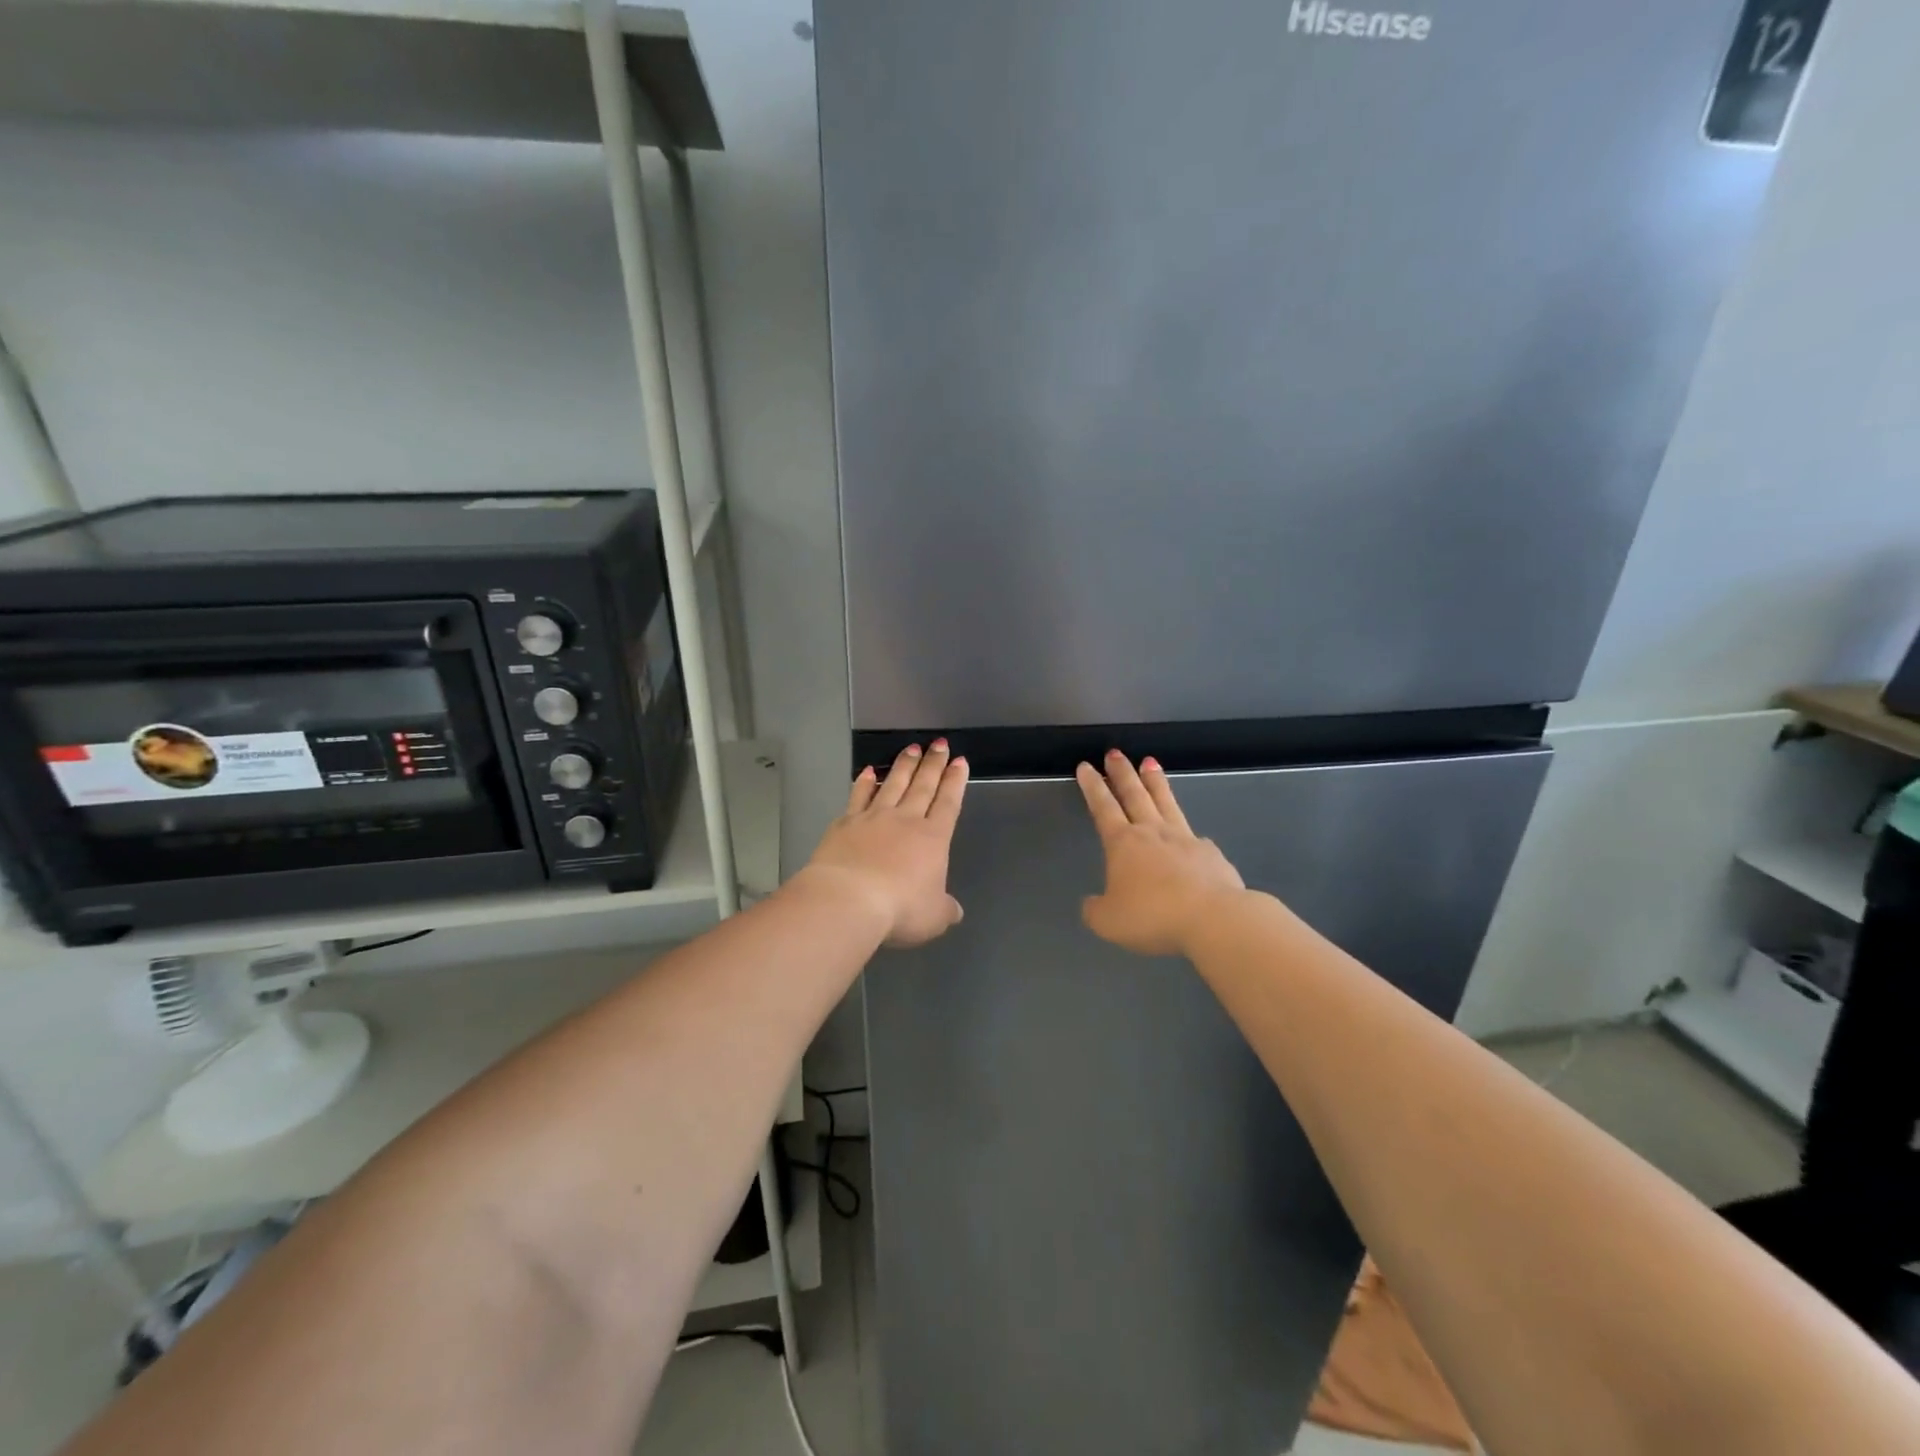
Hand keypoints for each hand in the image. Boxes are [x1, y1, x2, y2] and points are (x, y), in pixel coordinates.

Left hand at [801, 740, 968, 947]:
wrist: (848, 900)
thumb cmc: (899, 908)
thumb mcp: (933, 917)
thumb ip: (944, 909)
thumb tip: (955, 911)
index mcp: (933, 838)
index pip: (948, 803)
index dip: (955, 781)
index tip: (959, 761)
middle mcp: (906, 820)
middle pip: (923, 786)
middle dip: (933, 764)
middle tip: (939, 743)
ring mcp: (874, 818)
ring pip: (892, 783)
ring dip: (904, 765)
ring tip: (912, 748)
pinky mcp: (846, 823)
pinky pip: (858, 796)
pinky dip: (864, 782)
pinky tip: (867, 771)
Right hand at [1076, 751, 1246, 956]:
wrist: (1214, 919)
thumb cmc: (1153, 916)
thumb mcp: (1108, 921)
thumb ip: (1096, 909)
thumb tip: (1093, 903)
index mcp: (1123, 843)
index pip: (1103, 807)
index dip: (1093, 787)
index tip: (1086, 766)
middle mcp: (1153, 833)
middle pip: (1135, 795)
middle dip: (1122, 773)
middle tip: (1115, 752)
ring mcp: (1185, 839)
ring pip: (1166, 802)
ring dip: (1156, 782)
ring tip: (1150, 762)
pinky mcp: (1211, 854)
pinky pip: (1194, 836)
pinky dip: (1187, 830)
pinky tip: (1191, 833)